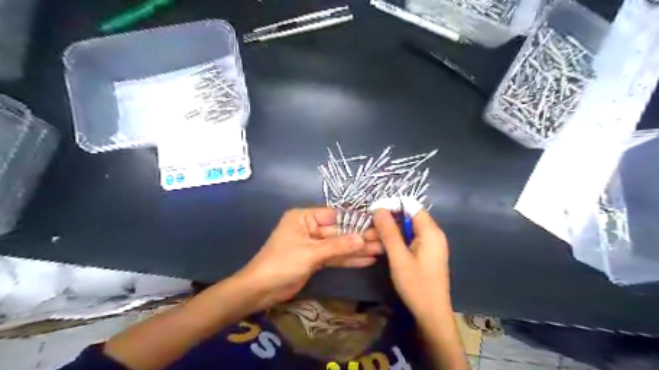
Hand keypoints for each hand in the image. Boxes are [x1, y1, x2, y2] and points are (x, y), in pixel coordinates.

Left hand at [237, 208, 384, 311]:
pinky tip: (367, 259)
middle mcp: (310, 227)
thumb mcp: (310, 252)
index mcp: (304, 217)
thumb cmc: (282, 264)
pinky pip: (335, 257)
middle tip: (383, 239)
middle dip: (360, 237)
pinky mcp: (315, 259)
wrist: (260, 290)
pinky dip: (349, 259)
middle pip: (339, 231)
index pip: (334, 215)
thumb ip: (337, 246)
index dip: (355, 219)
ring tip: (380, 250)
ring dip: (358, 249)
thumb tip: (363, 239)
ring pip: (339, 245)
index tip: (376, 222)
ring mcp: (314, 244)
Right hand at [373, 208, 449, 317]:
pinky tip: (382, 246)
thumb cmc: (416, 285)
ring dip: (390, 231)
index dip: (392, 205)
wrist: (431, 315)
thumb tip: (378, 209)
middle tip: (368, 227)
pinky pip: (409, 239)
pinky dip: (396, 240)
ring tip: (371, 238)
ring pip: (407, 228)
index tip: (373, 211)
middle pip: (409, 216)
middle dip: (388, 219)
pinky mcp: (425, 253)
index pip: (411, 206)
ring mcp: (430, 244)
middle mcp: (433, 234)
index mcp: (430, 232)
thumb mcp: (399, 258)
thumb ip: (389, 232)